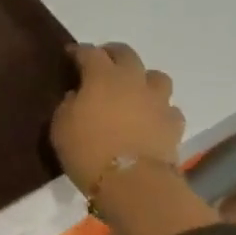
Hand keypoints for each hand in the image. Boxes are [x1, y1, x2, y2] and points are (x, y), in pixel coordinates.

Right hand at [51, 44, 216, 234]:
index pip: (89, 52)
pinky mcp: (174, 124)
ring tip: (132, 90)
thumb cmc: (88, 150)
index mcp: (102, 76)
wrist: (133, 183)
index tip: (70, 54)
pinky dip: (158, 109)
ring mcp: (158, 101)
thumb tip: (77, 96)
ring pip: (156, 76)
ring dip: (143, 79)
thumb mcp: (61, 126)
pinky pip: (168, 108)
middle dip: (112, 54)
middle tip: (102, 63)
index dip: (78, 51)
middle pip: (126, 54)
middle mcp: (133, 81)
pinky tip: (149, 119)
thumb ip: (68, 104)